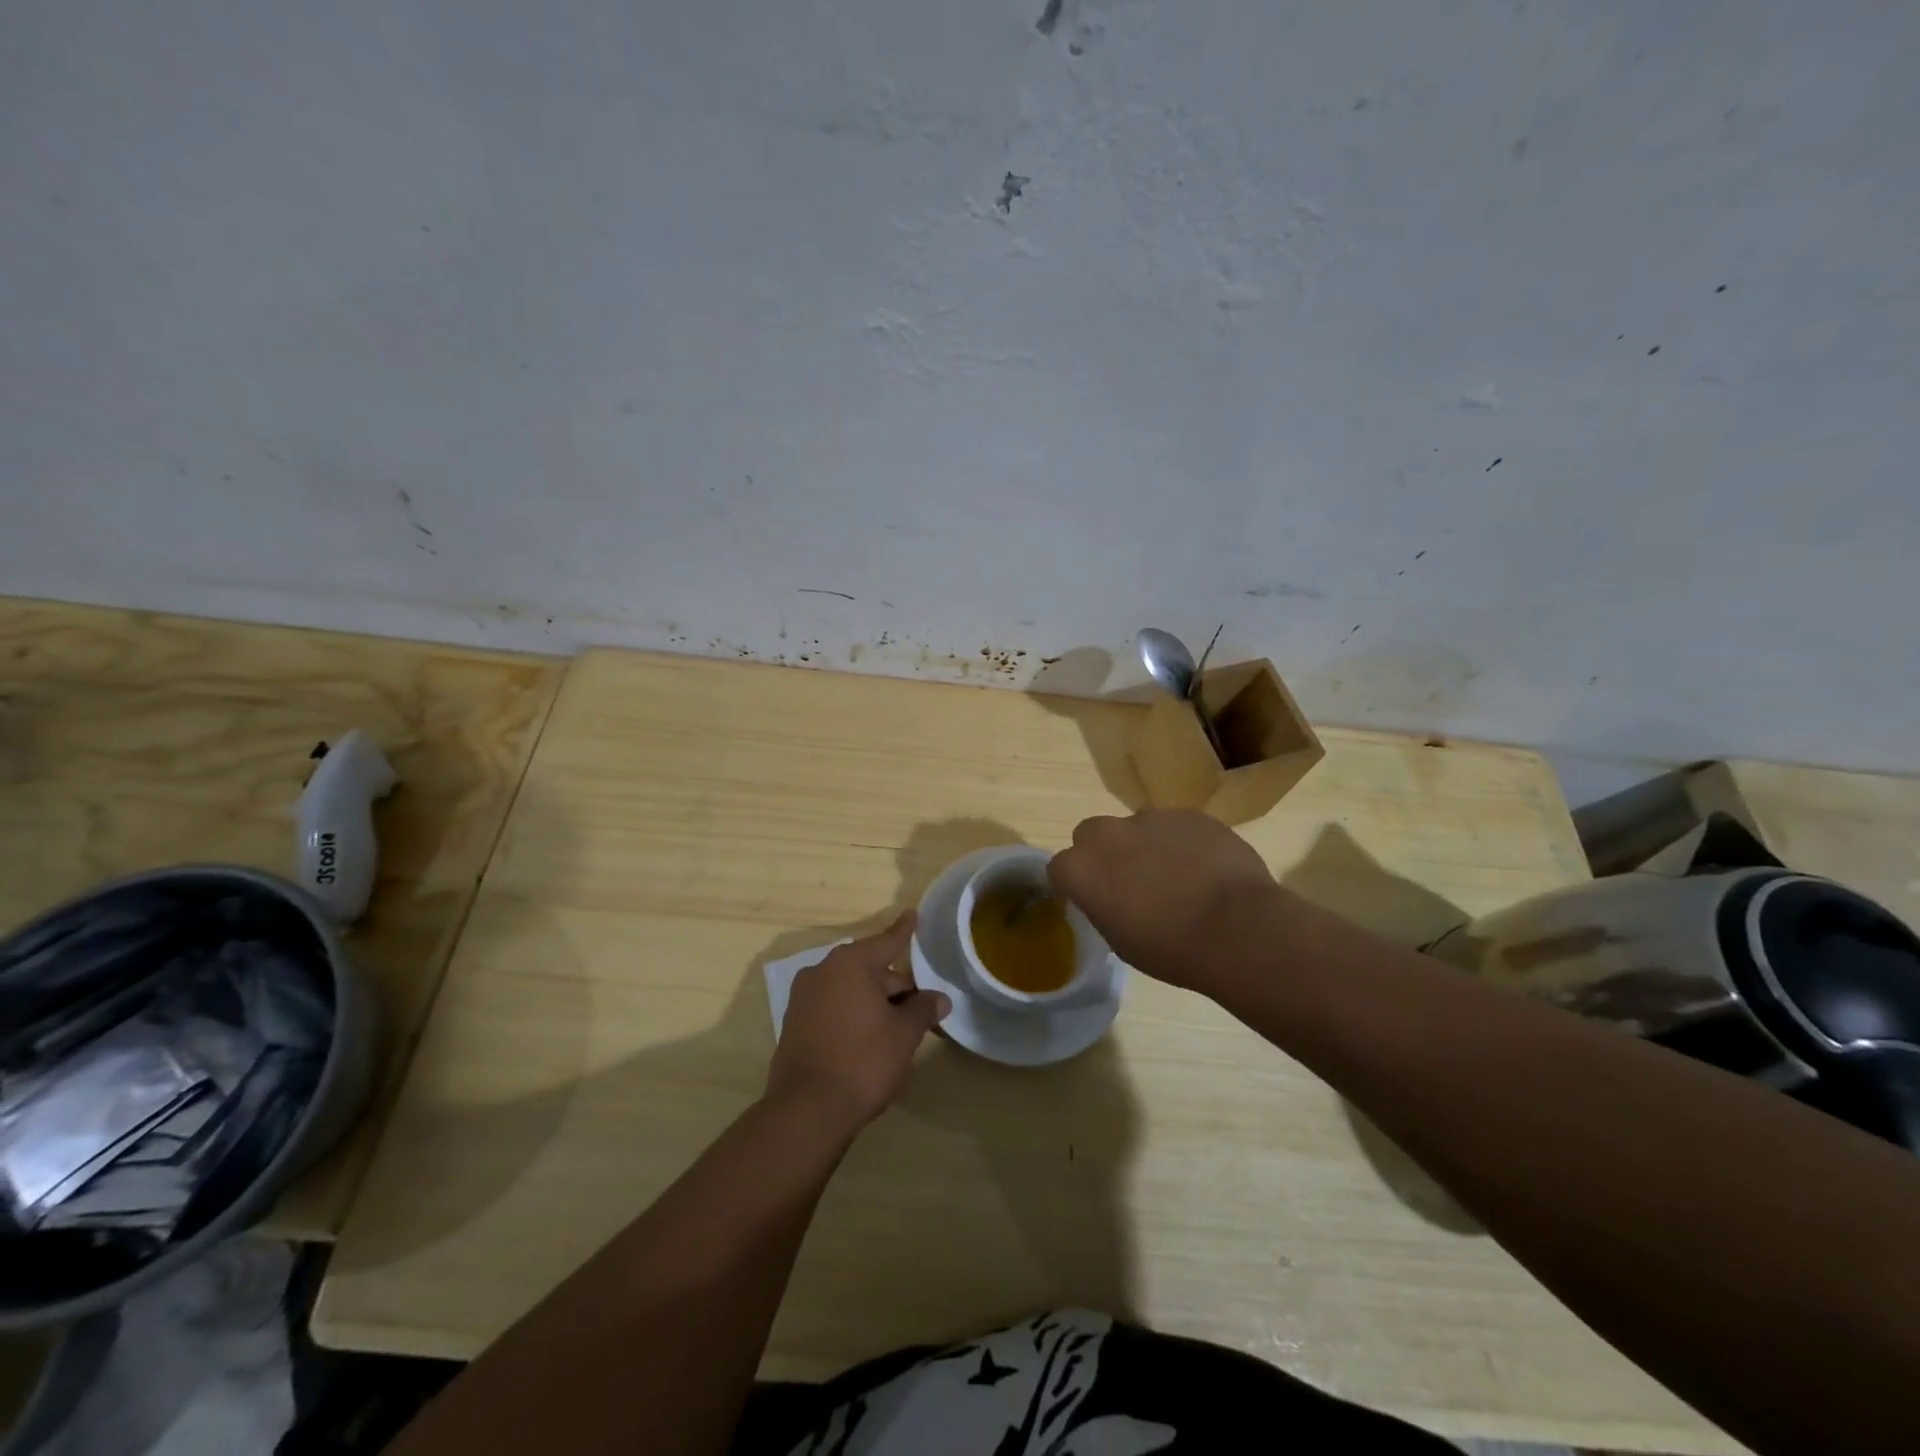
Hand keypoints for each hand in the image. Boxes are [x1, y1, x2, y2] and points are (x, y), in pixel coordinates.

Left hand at [764, 911, 950, 1134]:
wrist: (807, 1110)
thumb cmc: (863, 1060)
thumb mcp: (904, 1034)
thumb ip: (923, 1009)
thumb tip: (939, 998)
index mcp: (850, 963)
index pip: (886, 941)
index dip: (904, 931)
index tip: (912, 914)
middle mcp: (823, 971)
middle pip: (869, 969)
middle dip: (895, 985)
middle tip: (920, 1007)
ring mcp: (804, 998)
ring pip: (850, 990)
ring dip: (874, 1002)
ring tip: (898, 1027)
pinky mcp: (795, 1024)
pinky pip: (833, 1007)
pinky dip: (853, 1015)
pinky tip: (869, 1039)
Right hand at [1047, 809, 1277, 990]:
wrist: (1237, 929)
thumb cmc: (1171, 949)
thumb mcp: (1120, 941)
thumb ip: (1103, 906)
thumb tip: (1111, 896)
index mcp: (1081, 868)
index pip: (1059, 868)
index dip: (1073, 884)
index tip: (1090, 899)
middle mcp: (1108, 833)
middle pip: (1091, 834)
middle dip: (1103, 853)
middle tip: (1129, 881)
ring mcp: (1151, 818)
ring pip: (1136, 827)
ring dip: (1145, 846)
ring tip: (1176, 876)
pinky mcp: (1190, 814)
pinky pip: (1176, 826)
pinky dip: (1182, 843)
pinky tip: (1205, 869)